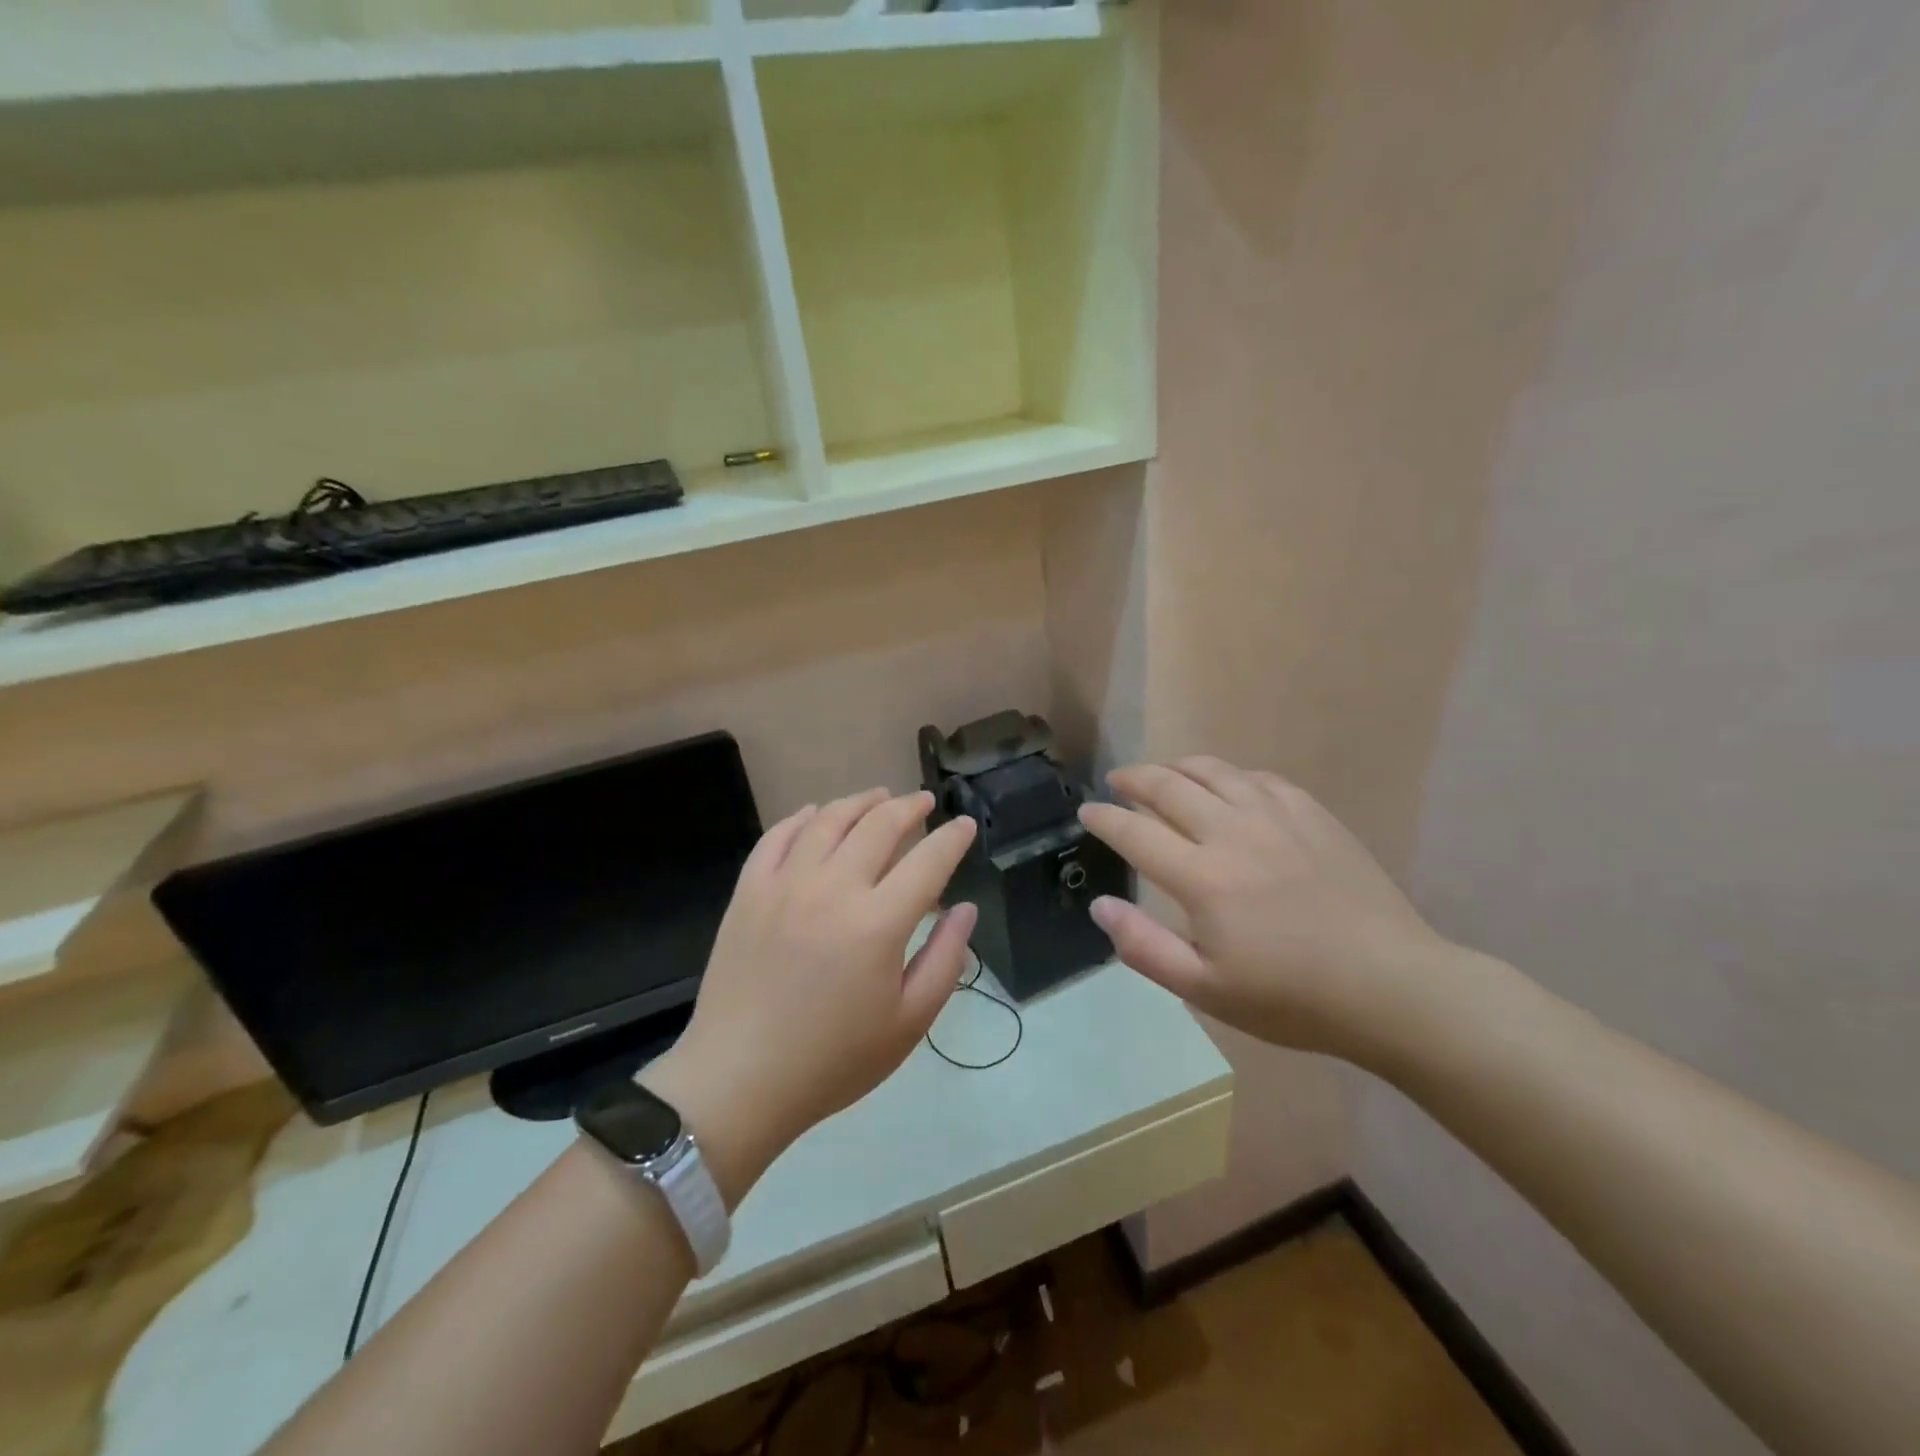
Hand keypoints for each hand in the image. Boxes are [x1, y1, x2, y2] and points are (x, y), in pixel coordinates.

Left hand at [643, 790, 977, 1204]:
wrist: (738, 1080)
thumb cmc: (833, 1060)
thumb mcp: (908, 1022)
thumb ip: (945, 959)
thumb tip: (966, 909)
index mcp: (878, 923)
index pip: (929, 860)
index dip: (952, 838)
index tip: (965, 825)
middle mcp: (833, 888)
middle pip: (879, 825)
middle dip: (909, 807)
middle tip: (924, 802)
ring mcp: (785, 884)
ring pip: (829, 820)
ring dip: (860, 802)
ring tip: (879, 797)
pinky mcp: (749, 891)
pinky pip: (778, 836)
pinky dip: (802, 818)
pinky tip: (816, 815)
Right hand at [1078, 757, 1454, 1060]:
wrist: (1390, 987)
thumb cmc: (1291, 997)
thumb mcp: (1206, 989)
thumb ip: (1144, 947)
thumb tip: (1100, 905)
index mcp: (1202, 878)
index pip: (1135, 832)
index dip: (1105, 818)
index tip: (1087, 810)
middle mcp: (1233, 833)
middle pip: (1169, 787)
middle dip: (1134, 779)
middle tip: (1117, 782)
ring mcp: (1276, 817)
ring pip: (1214, 771)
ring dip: (1178, 767)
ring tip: (1163, 773)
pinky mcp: (1312, 814)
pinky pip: (1258, 778)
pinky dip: (1229, 775)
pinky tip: (1227, 786)